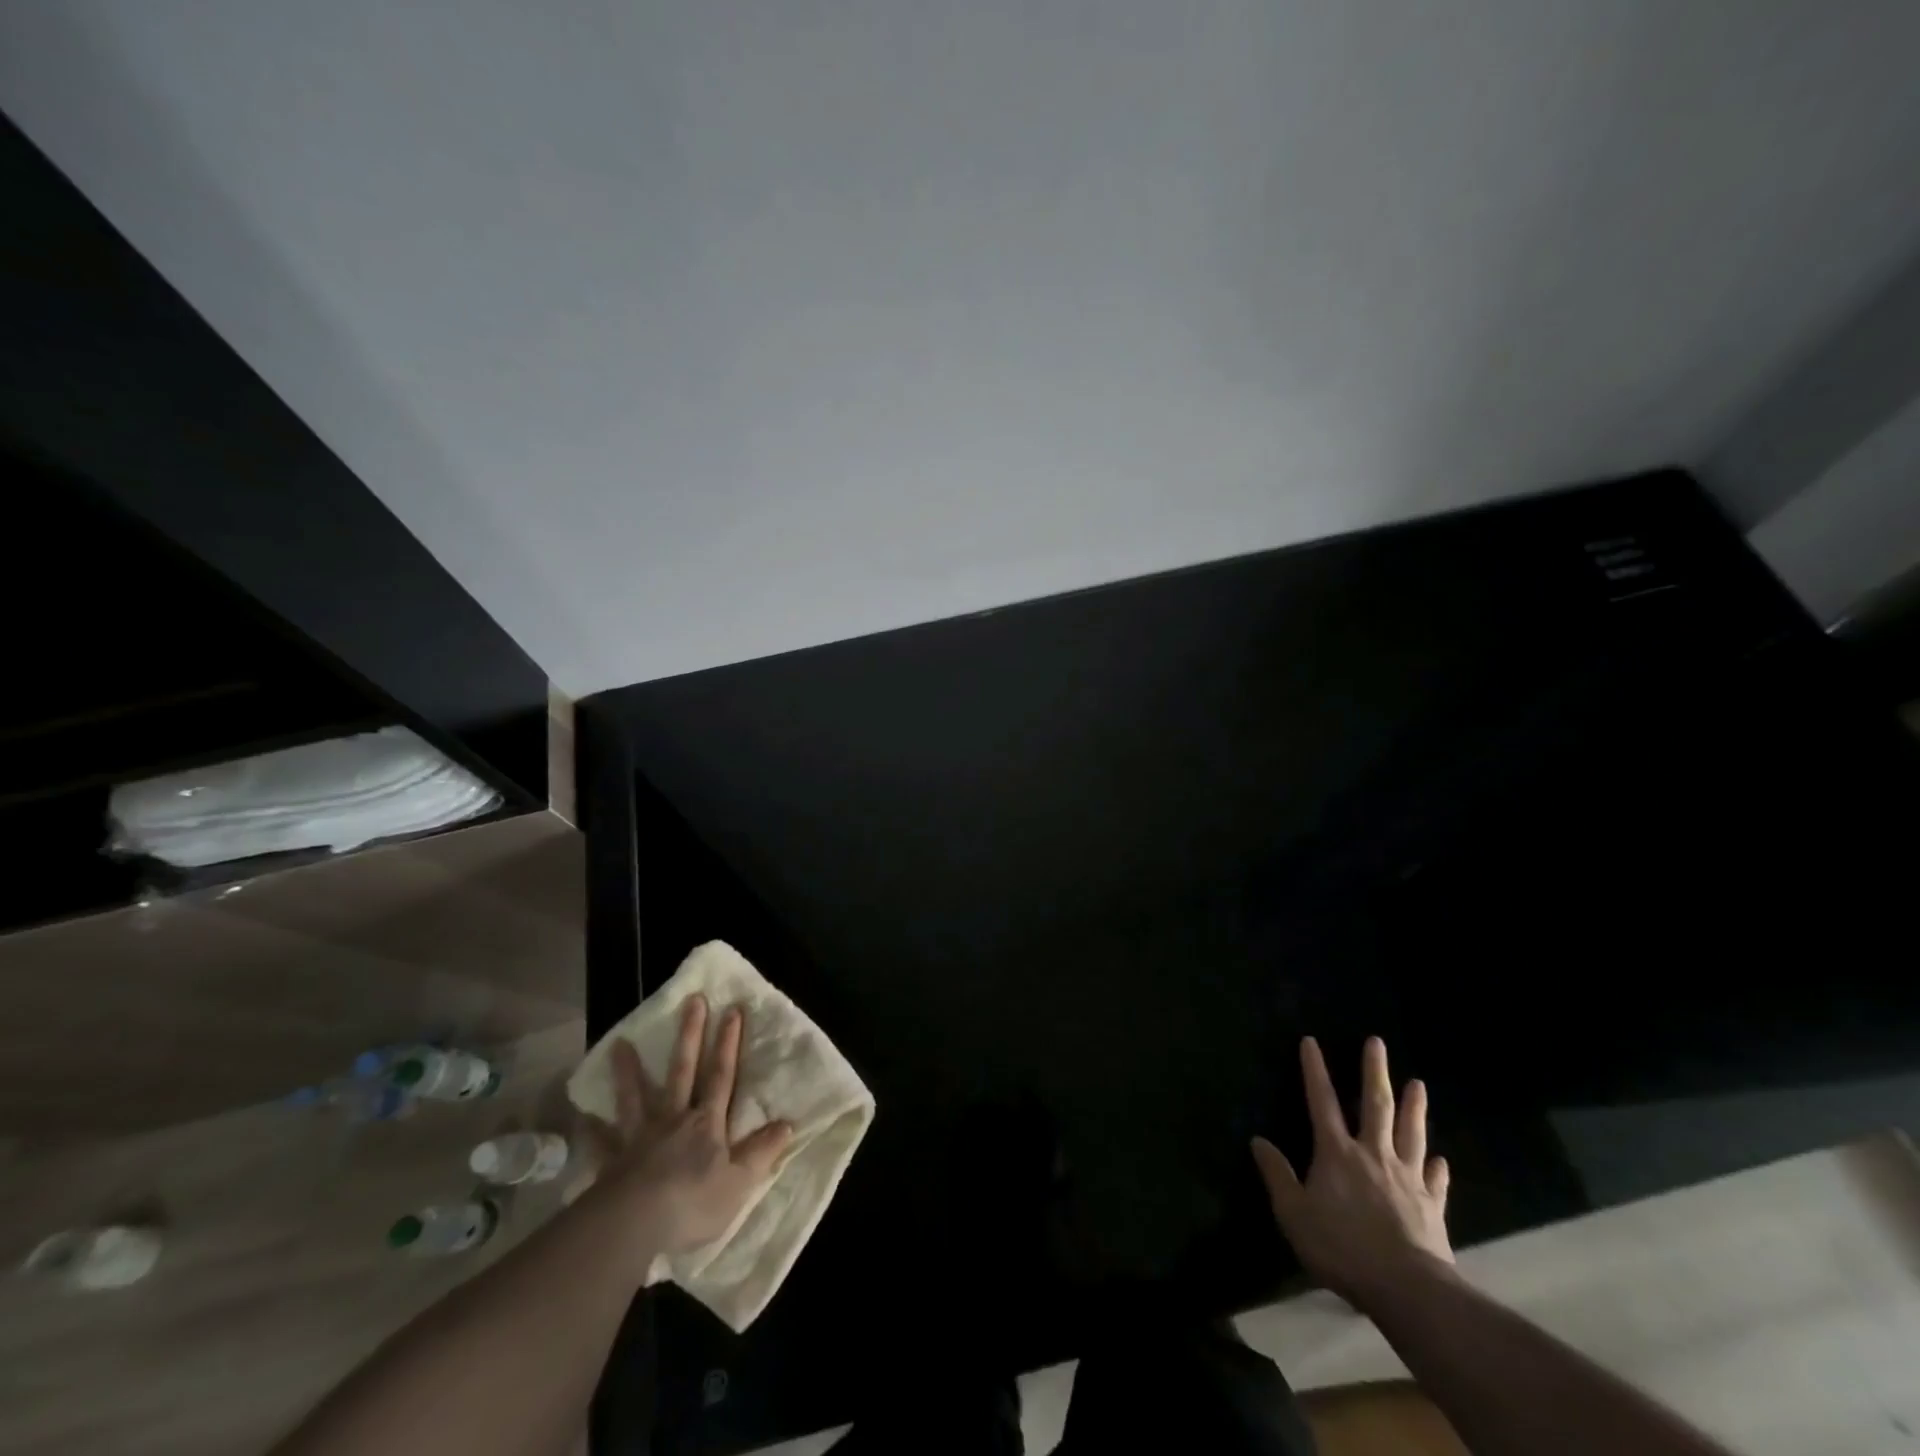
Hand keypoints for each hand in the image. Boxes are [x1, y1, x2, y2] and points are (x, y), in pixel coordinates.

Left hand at [579, 996, 792, 1270]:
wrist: (633, 1226)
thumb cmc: (692, 1203)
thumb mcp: (739, 1183)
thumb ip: (762, 1153)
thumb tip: (787, 1124)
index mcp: (706, 1123)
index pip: (722, 1076)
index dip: (729, 1043)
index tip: (732, 1009)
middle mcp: (674, 1120)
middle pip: (683, 1071)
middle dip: (690, 1035)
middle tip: (692, 1001)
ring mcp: (640, 1138)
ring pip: (636, 1097)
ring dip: (629, 1071)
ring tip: (620, 1044)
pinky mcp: (612, 1162)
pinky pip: (601, 1142)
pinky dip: (592, 1129)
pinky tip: (582, 1116)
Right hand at [1251, 1036, 1453, 1312]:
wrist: (1408, 1289)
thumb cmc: (1342, 1247)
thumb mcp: (1293, 1213)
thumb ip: (1277, 1175)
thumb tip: (1258, 1141)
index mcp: (1336, 1153)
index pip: (1321, 1101)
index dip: (1314, 1070)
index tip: (1311, 1041)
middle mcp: (1373, 1155)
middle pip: (1375, 1105)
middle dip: (1374, 1072)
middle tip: (1377, 1042)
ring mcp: (1407, 1179)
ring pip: (1411, 1133)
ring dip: (1414, 1107)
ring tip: (1419, 1084)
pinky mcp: (1432, 1207)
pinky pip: (1435, 1181)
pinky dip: (1437, 1168)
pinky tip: (1441, 1159)